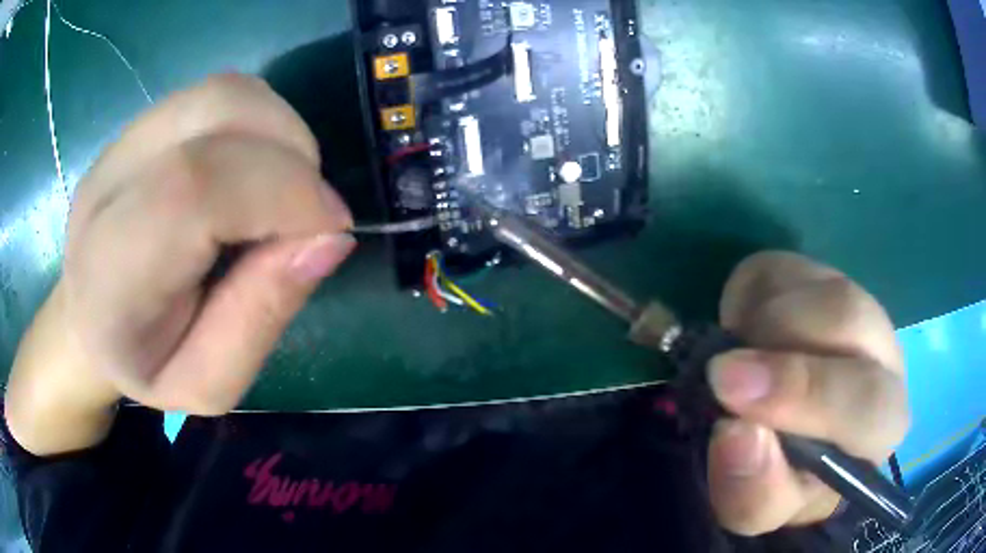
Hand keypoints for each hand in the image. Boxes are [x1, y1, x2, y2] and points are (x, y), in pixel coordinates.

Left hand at [6, 75, 354, 452]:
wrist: (87, 322)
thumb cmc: (146, 366)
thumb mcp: (209, 383)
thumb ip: (260, 316)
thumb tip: (330, 238)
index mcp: (111, 272)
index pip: (193, 188)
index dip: (281, 191)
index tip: (331, 227)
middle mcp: (108, 184)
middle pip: (216, 113)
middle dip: (291, 155)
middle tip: (307, 213)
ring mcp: (122, 142)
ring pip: (225, 93)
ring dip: (280, 133)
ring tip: (282, 190)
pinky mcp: (140, 124)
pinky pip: (219, 96)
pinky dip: (260, 123)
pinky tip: (254, 170)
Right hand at [706, 252, 909, 534]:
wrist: (788, 432)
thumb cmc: (783, 478)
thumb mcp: (760, 507)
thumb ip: (755, 488)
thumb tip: (735, 431)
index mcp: (882, 423)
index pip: (869, 404)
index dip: (808, 399)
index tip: (736, 415)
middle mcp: (882, 353)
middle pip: (849, 320)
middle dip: (782, 351)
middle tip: (722, 377)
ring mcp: (853, 303)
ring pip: (813, 287)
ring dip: (761, 328)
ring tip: (736, 365)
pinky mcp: (815, 275)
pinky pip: (777, 270)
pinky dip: (745, 300)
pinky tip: (742, 334)